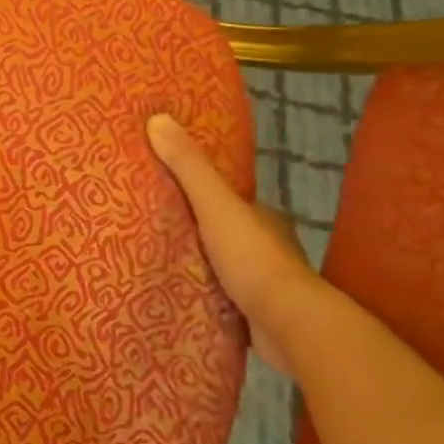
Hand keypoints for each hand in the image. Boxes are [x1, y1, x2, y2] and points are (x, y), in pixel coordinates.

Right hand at [147, 112, 322, 374]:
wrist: (291, 325)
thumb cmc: (254, 258)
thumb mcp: (216, 204)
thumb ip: (189, 166)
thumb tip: (158, 118)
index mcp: (262, 217)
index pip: (227, 197)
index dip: (200, 190)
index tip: (166, 186)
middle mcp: (267, 247)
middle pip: (224, 230)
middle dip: (196, 228)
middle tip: (152, 224)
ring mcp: (263, 284)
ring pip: (224, 266)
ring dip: (199, 263)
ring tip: (158, 259)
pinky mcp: (255, 316)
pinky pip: (223, 298)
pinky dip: (204, 294)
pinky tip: (180, 294)